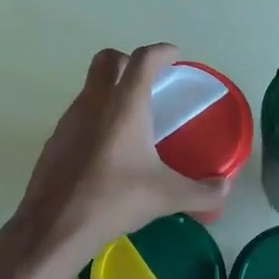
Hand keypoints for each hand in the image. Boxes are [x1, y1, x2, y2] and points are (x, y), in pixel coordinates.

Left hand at [0, 43, 229, 278]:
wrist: (54, 226)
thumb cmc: (114, 200)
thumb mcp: (166, 197)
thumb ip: (201, 192)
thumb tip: (224, 189)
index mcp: (124, 105)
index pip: (143, 59)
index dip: (161, 52)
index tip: (174, 56)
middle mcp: (94, 102)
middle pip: (107, 60)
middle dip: (129, 61)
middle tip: (149, 80)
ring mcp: (69, 119)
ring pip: (90, 87)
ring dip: (110, 90)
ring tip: (132, 118)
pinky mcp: (55, 140)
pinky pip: (78, 114)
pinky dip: (96, 117)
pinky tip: (107, 148)